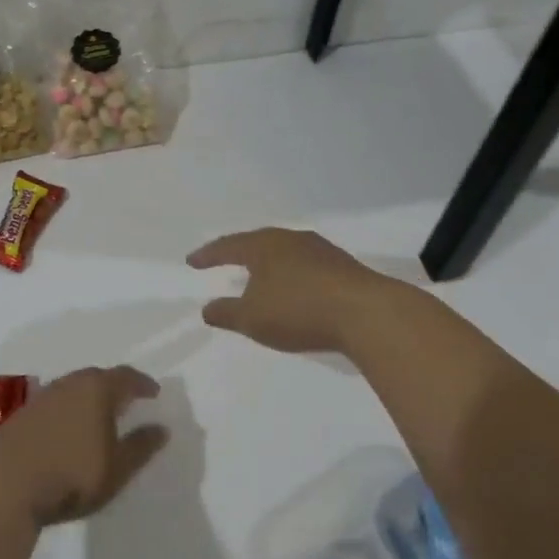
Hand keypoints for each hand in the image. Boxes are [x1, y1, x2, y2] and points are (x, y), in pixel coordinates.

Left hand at [0, 366, 164, 525]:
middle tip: (127, 401)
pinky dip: (69, 410)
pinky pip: (56, 403)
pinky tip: (69, 428)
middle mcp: (70, 383)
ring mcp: (43, 397)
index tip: (154, 393)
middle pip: (97, 377)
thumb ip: (141, 446)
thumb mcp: (117, 468)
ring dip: (89, 398)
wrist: (5, 484)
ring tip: (99, 415)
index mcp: (98, 389)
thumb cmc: (72, 474)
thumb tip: (161, 428)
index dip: (142, 383)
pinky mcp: (22, 414)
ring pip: (73, 388)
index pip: (126, 376)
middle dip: (115, 387)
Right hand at [187, 227, 399, 353]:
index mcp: (264, 246)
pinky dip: (291, 274)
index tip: (192, 262)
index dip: (208, 255)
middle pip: (258, 242)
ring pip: (284, 252)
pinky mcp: (342, 266)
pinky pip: (305, 265)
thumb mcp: (252, 318)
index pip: (228, 246)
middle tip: (224, 260)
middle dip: (239, 253)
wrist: (366, 313)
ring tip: (258, 275)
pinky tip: (293, 288)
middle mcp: (291, 240)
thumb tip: (207, 308)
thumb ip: (226, 313)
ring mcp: (320, 250)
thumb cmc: (299, 310)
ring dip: (268, 264)